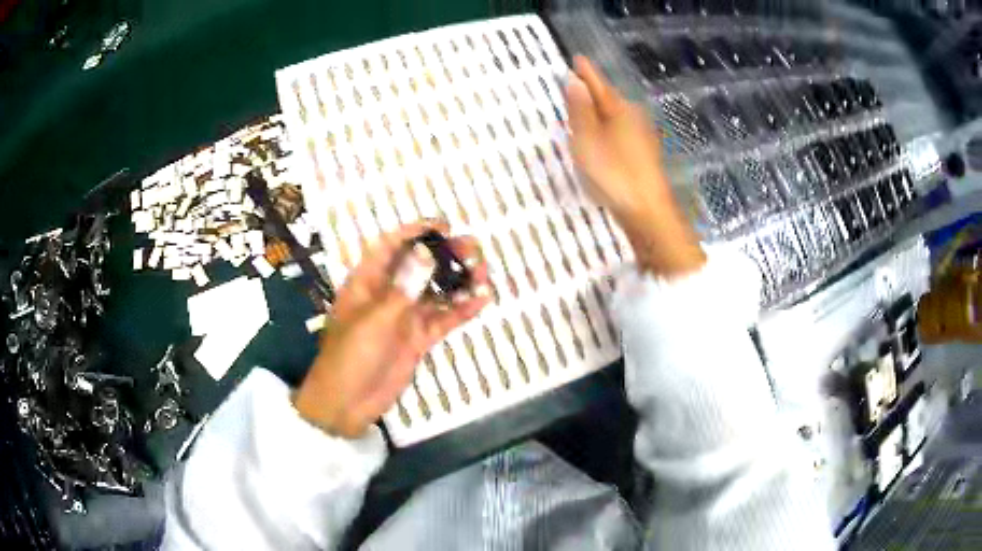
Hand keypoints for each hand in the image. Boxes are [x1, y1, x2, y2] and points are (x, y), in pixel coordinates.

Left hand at [293, 221, 490, 437]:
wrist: (347, 404)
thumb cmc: (350, 356)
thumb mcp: (375, 320)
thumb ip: (403, 288)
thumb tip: (425, 252)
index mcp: (366, 283)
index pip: (390, 247)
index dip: (414, 232)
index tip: (443, 226)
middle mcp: (387, 294)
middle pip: (419, 267)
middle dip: (445, 255)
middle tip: (473, 249)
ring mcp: (404, 317)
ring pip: (435, 292)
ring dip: (458, 281)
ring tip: (483, 273)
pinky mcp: (418, 339)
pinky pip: (442, 320)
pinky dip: (461, 310)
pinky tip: (482, 299)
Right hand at [566, 55, 705, 276]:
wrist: (647, 209)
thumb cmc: (614, 172)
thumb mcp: (588, 139)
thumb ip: (580, 110)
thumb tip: (574, 80)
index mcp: (618, 109)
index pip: (598, 84)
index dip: (586, 72)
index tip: (577, 58)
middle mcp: (632, 117)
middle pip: (609, 98)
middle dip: (593, 89)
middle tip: (576, 81)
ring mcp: (641, 136)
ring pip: (615, 115)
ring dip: (600, 108)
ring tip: (585, 105)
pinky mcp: (643, 153)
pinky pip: (620, 130)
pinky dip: (607, 126)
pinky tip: (603, 134)